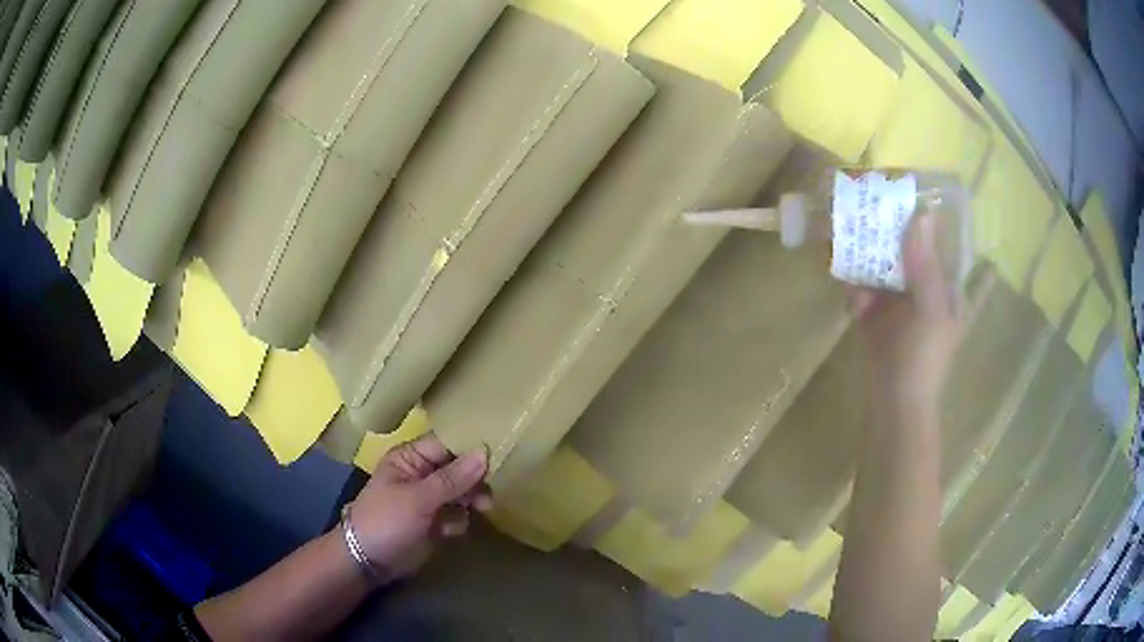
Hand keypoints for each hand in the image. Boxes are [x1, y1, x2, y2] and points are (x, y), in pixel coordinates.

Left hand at [346, 434, 490, 576]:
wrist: (368, 561)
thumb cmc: (386, 520)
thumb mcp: (418, 498)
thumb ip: (452, 478)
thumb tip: (485, 452)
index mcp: (411, 458)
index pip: (447, 443)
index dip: (471, 448)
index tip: (500, 454)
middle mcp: (421, 473)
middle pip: (459, 468)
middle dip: (474, 481)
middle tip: (488, 496)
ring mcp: (428, 498)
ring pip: (462, 492)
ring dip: (470, 502)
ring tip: (480, 511)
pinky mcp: (434, 520)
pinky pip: (457, 514)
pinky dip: (458, 521)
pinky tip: (448, 532)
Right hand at [850, 215, 961, 418]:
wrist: (894, 404)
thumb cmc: (923, 359)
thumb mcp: (930, 310)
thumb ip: (925, 265)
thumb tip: (921, 216)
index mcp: (942, 283)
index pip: (932, 239)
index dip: (916, 215)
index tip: (894, 195)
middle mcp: (920, 284)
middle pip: (900, 246)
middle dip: (880, 233)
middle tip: (858, 213)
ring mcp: (896, 299)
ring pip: (877, 265)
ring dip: (862, 261)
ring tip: (847, 255)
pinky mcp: (873, 313)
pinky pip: (861, 288)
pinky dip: (854, 291)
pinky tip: (853, 306)